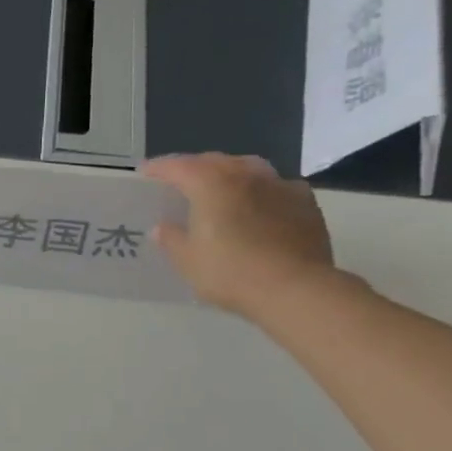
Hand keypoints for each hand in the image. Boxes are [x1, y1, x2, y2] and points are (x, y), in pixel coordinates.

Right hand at [138, 153, 337, 317]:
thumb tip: (162, 228)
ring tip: (221, 185)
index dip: (159, 168)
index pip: (178, 166)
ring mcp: (280, 187)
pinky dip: (262, 189)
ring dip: (230, 172)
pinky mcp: (306, 204)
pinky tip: (260, 203)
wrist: (297, 289)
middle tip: (181, 179)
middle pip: (215, 161)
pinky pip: (277, 186)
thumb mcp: (188, 260)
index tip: (145, 171)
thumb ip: (172, 239)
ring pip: (249, 167)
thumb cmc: (231, 272)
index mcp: (211, 184)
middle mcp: (246, 176)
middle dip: (194, 166)